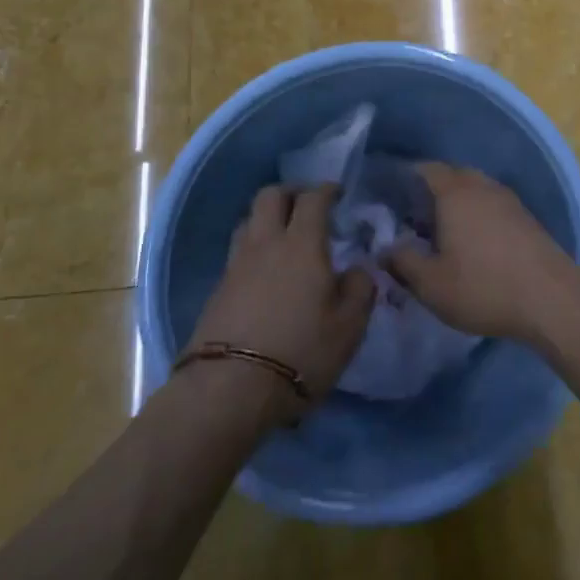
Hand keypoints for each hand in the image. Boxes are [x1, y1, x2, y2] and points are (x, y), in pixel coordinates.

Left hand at [187, 185, 375, 417]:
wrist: (229, 389)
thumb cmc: (301, 352)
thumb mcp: (349, 326)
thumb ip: (360, 288)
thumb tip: (357, 269)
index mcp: (302, 243)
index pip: (313, 198)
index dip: (327, 190)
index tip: (339, 193)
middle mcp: (266, 243)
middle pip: (271, 195)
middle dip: (292, 192)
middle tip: (309, 206)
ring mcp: (236, 264)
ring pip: (249, 220)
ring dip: (268, 218)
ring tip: (285, 236)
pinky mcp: (218, 289)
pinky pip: (238, 250)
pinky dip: (255, 247)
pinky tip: (266, 270)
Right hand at [388, 163, 579, 341]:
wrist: (551, 299)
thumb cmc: (483, 287)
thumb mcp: (431, 284)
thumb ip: (403, 261)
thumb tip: (386, 248)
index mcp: (455, 193)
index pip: (426, 170)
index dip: (407, 178)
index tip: (391, 195)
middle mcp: (483, 186)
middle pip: (453, 176)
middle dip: (432, 190)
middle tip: (413, 216)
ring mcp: (509, 200)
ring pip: (476, 190)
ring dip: (458, 203)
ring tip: (442, 230)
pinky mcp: (526, 218)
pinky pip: (493, 205)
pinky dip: (478, 214)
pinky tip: (473, 241)